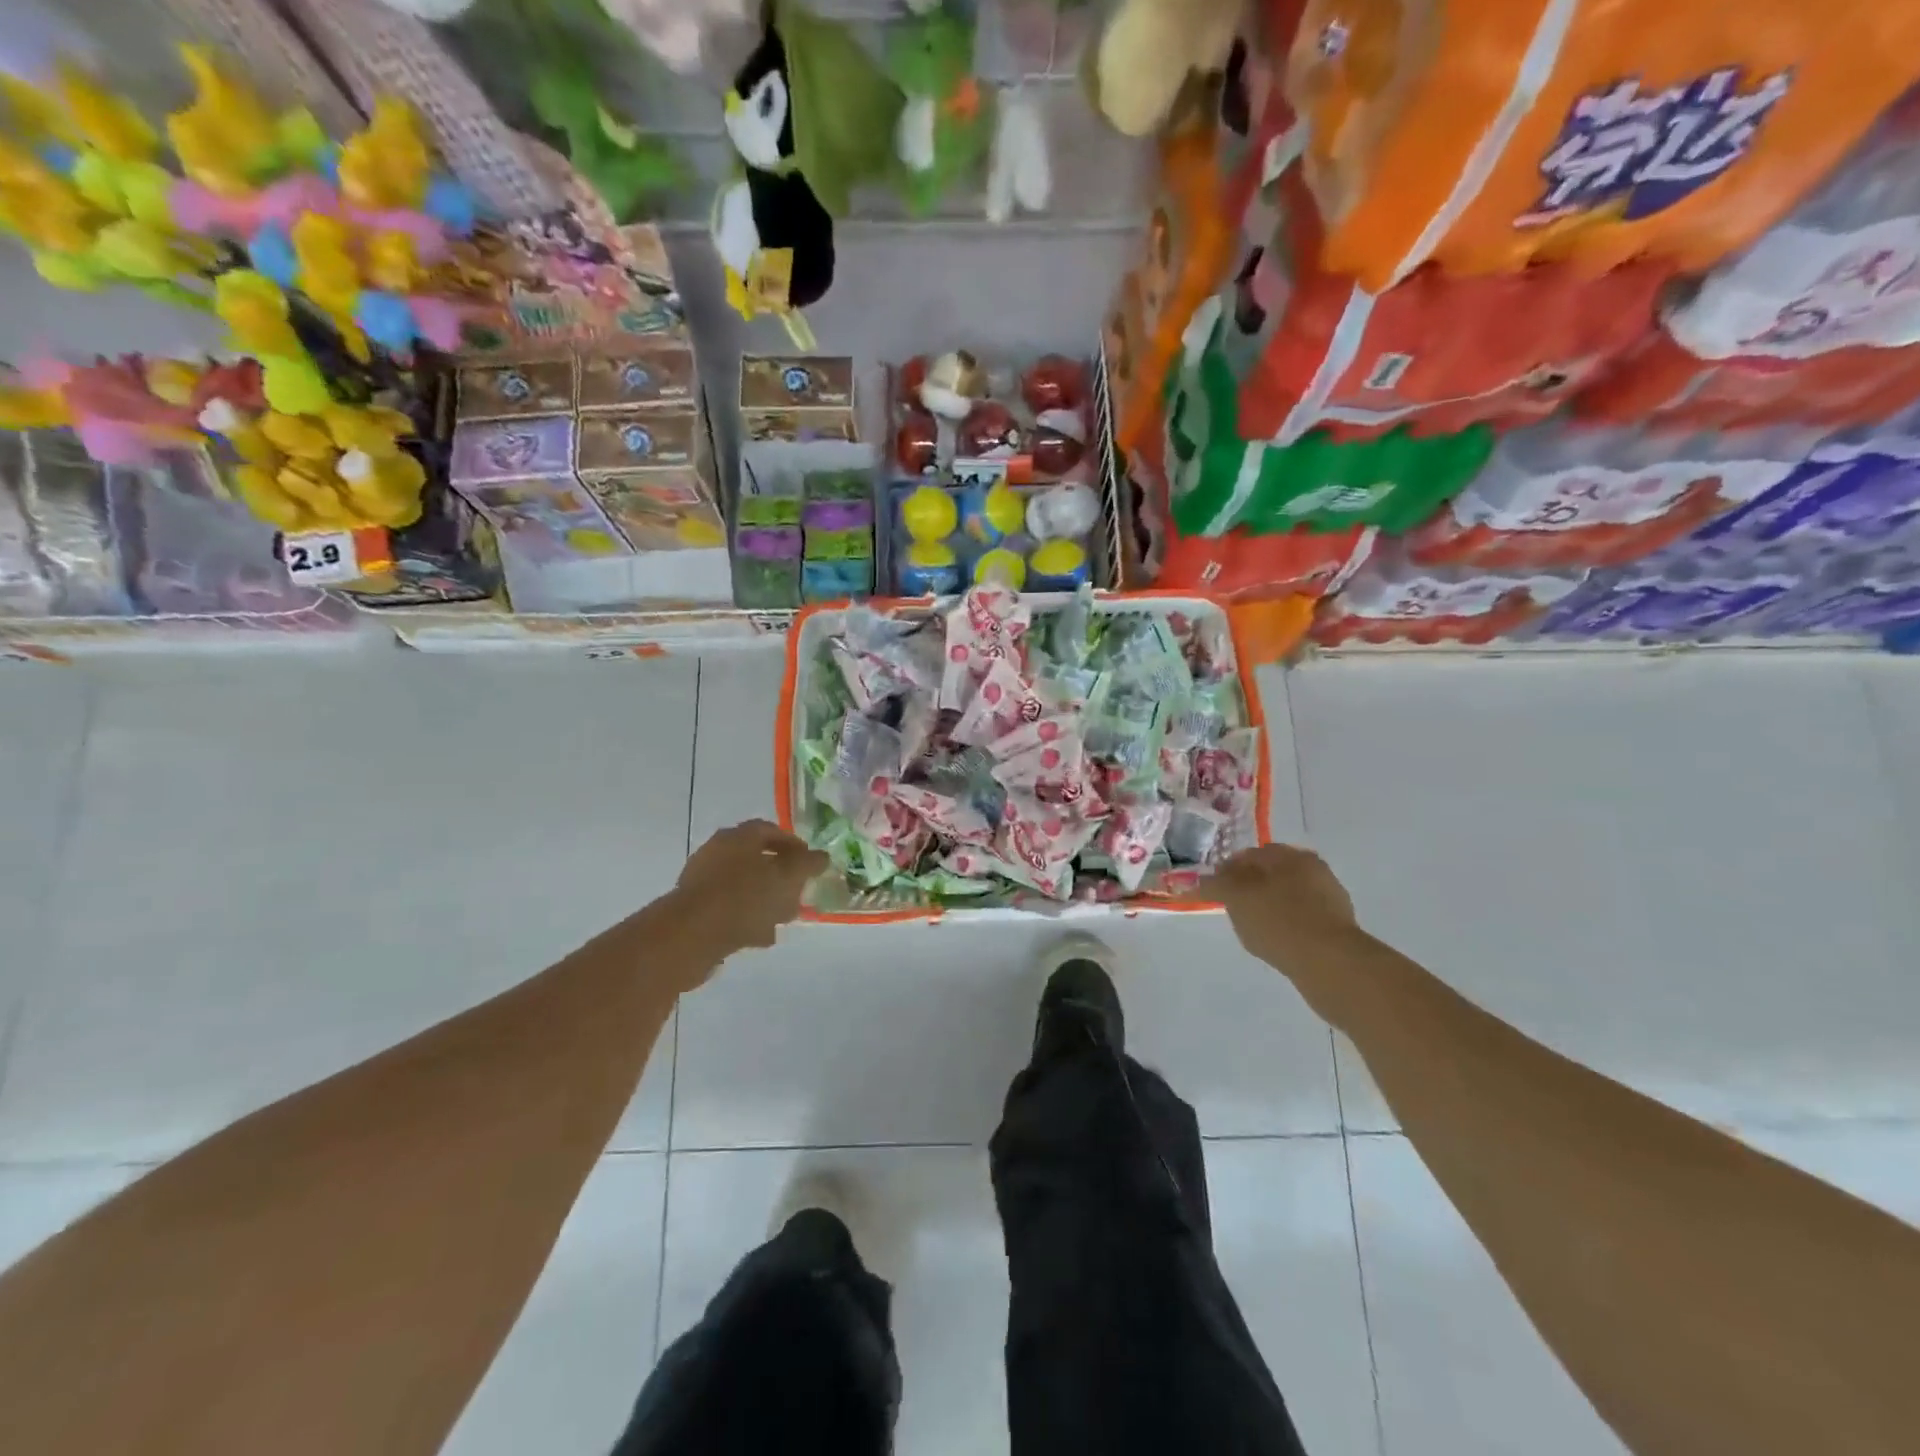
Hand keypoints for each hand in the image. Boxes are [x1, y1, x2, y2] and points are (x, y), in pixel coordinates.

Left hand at [674, 820, 825, 955]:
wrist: (691, 935)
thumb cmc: (745, 897)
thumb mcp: (788, 877)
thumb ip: (808, 864)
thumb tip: (821, 857)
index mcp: (739, 837)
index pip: (770, 830)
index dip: (794, 845)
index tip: (810, 864)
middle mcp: (717, 852)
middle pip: (756, 858)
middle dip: (780, 876)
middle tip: (798, 892)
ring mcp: (702, 881)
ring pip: (743, 886)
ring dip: (764, 900)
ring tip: (782, 919)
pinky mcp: (694, 909)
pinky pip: (728, 909)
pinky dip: (746, 918)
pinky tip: (760, 937)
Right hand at [1209, 843, 1358, 977]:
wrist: (1331, 963)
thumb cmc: (1278, 921)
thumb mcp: (1236, 898)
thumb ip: (1216, 885)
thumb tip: (1200, 880)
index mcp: (1289, 855)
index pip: (1249, 855)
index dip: (1227, 870)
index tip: (1214, 889)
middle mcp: (1312, 869)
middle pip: (1271, 873)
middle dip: (1250, 886)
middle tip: (1232, 907)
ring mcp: (1328, 897)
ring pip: (1287, 895)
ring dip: (1269, 905)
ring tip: (1253, 927)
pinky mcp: (1336, 925)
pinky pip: (1301, 918)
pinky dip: (1286, 924)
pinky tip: (1277, 940)